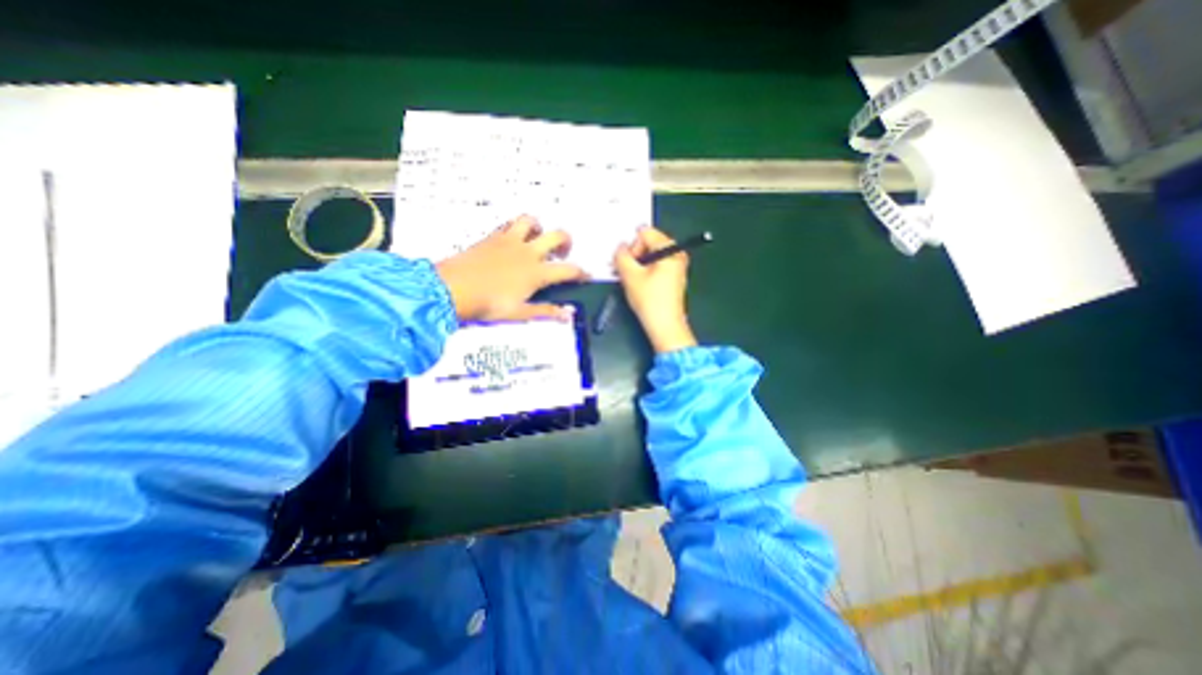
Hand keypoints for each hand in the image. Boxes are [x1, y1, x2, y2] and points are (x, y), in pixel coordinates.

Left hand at [437, 216, 586, 320]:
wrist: (451, 288)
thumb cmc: (487, 304)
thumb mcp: (519, 313)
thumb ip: (545, 311)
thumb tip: (568, 315)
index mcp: (536, 272)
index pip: (568, 269)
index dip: (581, 272)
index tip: (585, 275)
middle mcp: (527, 252)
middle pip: (557, 235)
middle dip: (567, 241)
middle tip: (563, 252)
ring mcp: (509, 241)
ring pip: (531, 221)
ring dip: (540, 227)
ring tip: (537, 239)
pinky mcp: (492, 236)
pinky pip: (509, 224)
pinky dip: (517, 228)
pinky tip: (513, 240)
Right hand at [614, 223, 701, 353]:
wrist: (665, 327)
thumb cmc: (650, 301)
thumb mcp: (630, 276)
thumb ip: (621, 256)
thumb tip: (620, 247)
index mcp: (670, 249)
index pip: (645, 233)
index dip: (631, 247)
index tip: (626, 265)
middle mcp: (677, 254)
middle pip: (649, 243)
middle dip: (634, 256)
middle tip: (626, 273)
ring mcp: (677, 267)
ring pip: (651, 257)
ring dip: (638, 266)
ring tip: (632, 282)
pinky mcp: (674, 279)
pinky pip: (656, 267)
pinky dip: (645, 273)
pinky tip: (640, 286)